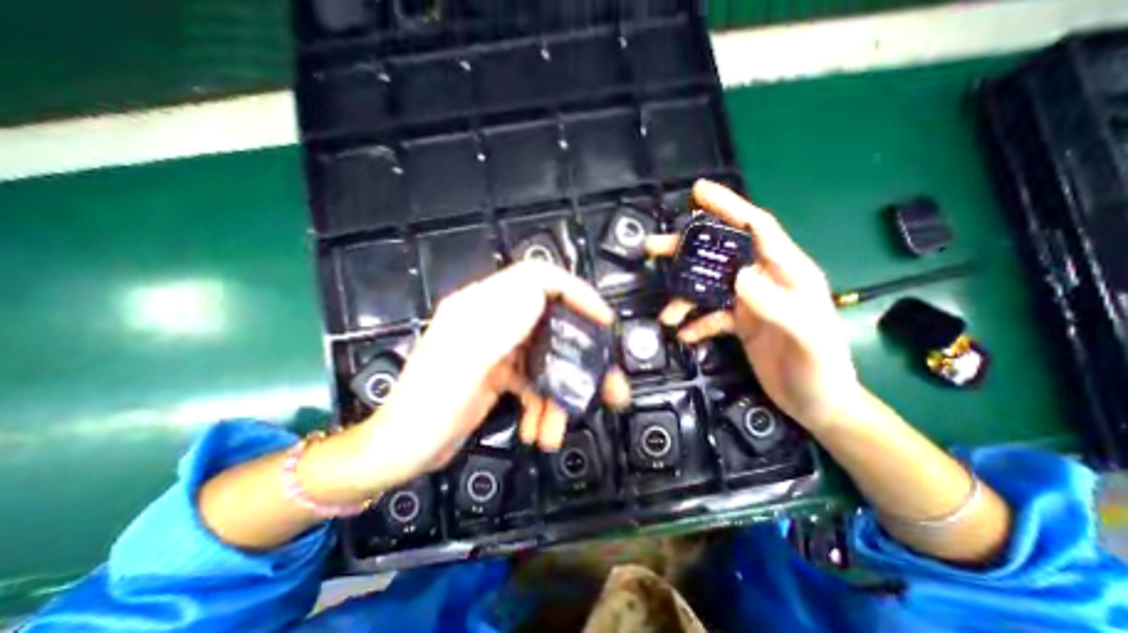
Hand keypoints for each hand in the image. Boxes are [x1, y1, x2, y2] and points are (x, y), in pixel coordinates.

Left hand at [351, 259, 629, 490]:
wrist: (399, 452)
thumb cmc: (423, 409)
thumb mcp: (459, 366)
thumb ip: (496, 327)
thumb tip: (537, 294)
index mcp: (480, 308)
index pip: (538, 279)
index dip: (574, 292)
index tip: (601, 319)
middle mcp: (493, 321)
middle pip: (551, 321)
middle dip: (580, 352)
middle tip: (605, 381)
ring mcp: (498, 348)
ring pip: (547, 355)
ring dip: (562, 389)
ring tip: (560, 424)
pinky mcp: (501, 372)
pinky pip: (536, 379)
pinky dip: (544, 403)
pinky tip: (540, 428)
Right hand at [649, 179, 860, 433]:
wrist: (818, 404)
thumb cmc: (821, 369)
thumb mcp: (806, 338)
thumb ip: (775, 305)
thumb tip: (737, 275)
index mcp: (788, 272)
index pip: (757, 227)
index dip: (729, 206)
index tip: (697, 191)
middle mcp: (765, 280)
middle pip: (722, 254)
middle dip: (687, 248)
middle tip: (653, 246)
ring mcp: (750, 302)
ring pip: (709, 286)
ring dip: (684, 296)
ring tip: (665, 314)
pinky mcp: (739, 323)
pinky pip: (710, 316)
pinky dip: (695, 323)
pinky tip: (684, 335)